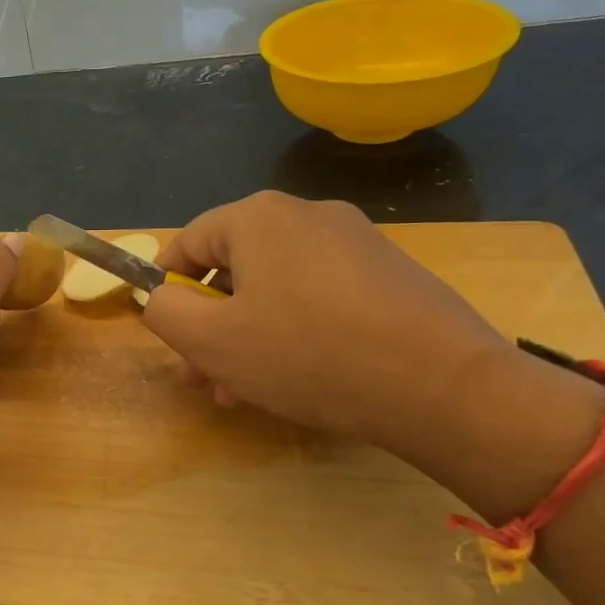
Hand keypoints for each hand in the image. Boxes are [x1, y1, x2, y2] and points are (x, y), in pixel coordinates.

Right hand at [143, 192, 516, 454]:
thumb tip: (163, 298)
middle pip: (234, 268)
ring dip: (249, 335)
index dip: (166, 288)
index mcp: (258, 218)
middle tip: (205, 377)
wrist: (442, 384)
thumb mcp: (210, 340)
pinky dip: (296, 330)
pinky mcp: (390, 272)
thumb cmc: (307, 354)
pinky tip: (300, 377)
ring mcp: (356, 241)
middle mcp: (307, 214)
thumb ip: (166, 312)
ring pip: (276, 287)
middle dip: (211, 325)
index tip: (168, 334)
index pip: (188, 241)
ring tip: (247, 389)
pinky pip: (319, 296)